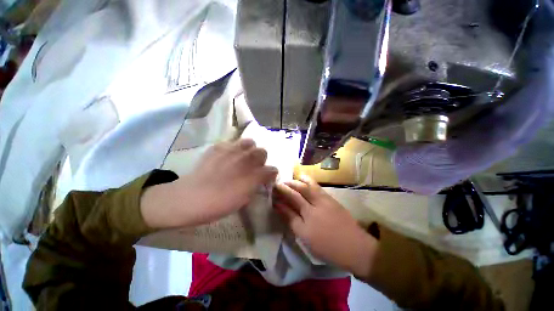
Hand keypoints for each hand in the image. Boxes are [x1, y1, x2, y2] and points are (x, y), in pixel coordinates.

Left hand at [141, 139, 277, 228]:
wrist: (190, 198)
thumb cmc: (219, 203)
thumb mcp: (244, 199)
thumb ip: (256, 186)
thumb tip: (261, 179)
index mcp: (254, 174)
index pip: (272, 169)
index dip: (271, 174)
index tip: (266, 179)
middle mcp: (246, 159)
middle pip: (263, 151)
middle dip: (261, 159)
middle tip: (253, 167)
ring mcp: (232, 150)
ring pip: (250, 142)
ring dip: (249, 150)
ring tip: (242, 158)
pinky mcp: (218, 147)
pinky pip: (232, 143)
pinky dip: (233, 149)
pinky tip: (226, 157)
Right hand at [274, 175, 377, 275]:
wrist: (355, 247)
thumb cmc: (328, 247)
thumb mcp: (305, 238)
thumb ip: (292, 221)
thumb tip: (280, 208)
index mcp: (307, 218)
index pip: (289, 203)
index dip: (280, 197)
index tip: (272, 193)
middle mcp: (314, 205)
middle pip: (297, 192)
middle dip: (286, 186)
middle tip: (278, 183)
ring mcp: (324, 200)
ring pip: (307, 186)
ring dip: (297, 181)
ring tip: (290, 179)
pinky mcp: (331, 198)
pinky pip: (317, 186)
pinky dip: (308, 181)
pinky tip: (304, 179)